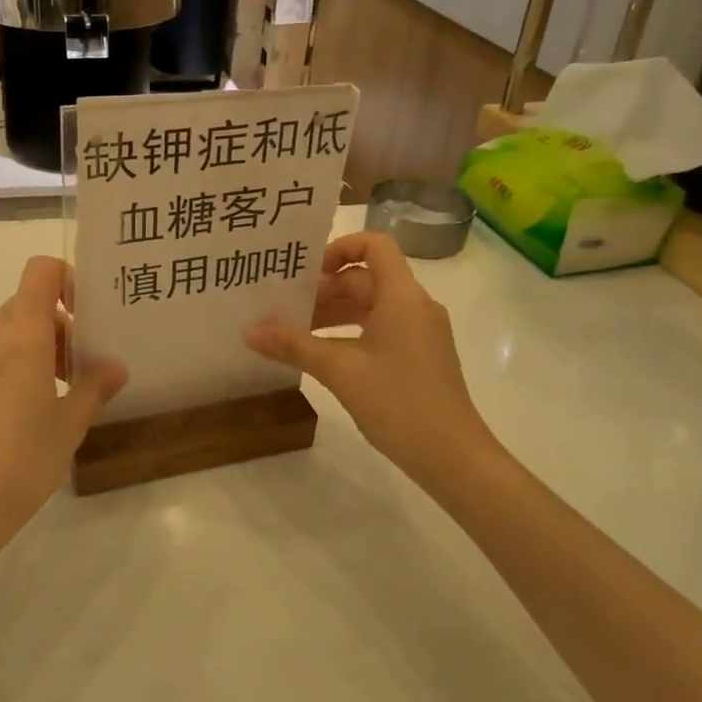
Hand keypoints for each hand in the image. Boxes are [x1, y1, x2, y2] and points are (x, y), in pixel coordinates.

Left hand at [0, 257, 126, 541]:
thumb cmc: (24, 459)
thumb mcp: (70, 423)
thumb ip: (95, 387)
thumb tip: (116, 366)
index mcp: (23, 335)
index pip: (41, 271)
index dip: (68, 279)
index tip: (89, 313)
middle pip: (29, 301)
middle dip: (62, 321)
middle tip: (87, 358)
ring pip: (13, 329)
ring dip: (43, 343)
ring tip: (68, 385)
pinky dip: (22, 360)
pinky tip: (38, 403)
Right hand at [244, 233, 485, 479]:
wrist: (453, 457)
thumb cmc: (399, 402)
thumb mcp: (340, 371)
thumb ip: (294, 346)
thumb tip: (248, 332)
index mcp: (402, 296)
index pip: (375, 245)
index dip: (340, 247)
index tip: (307, 271)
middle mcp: (414, 306)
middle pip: (365, 278)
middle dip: (324, 289)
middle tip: (283, 305)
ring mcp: (419, 332)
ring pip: (370, 306)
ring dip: (333, 313)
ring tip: (292, 330)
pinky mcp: (418, 356)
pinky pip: (379, 329)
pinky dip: (349, 333)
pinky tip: (319, 354)